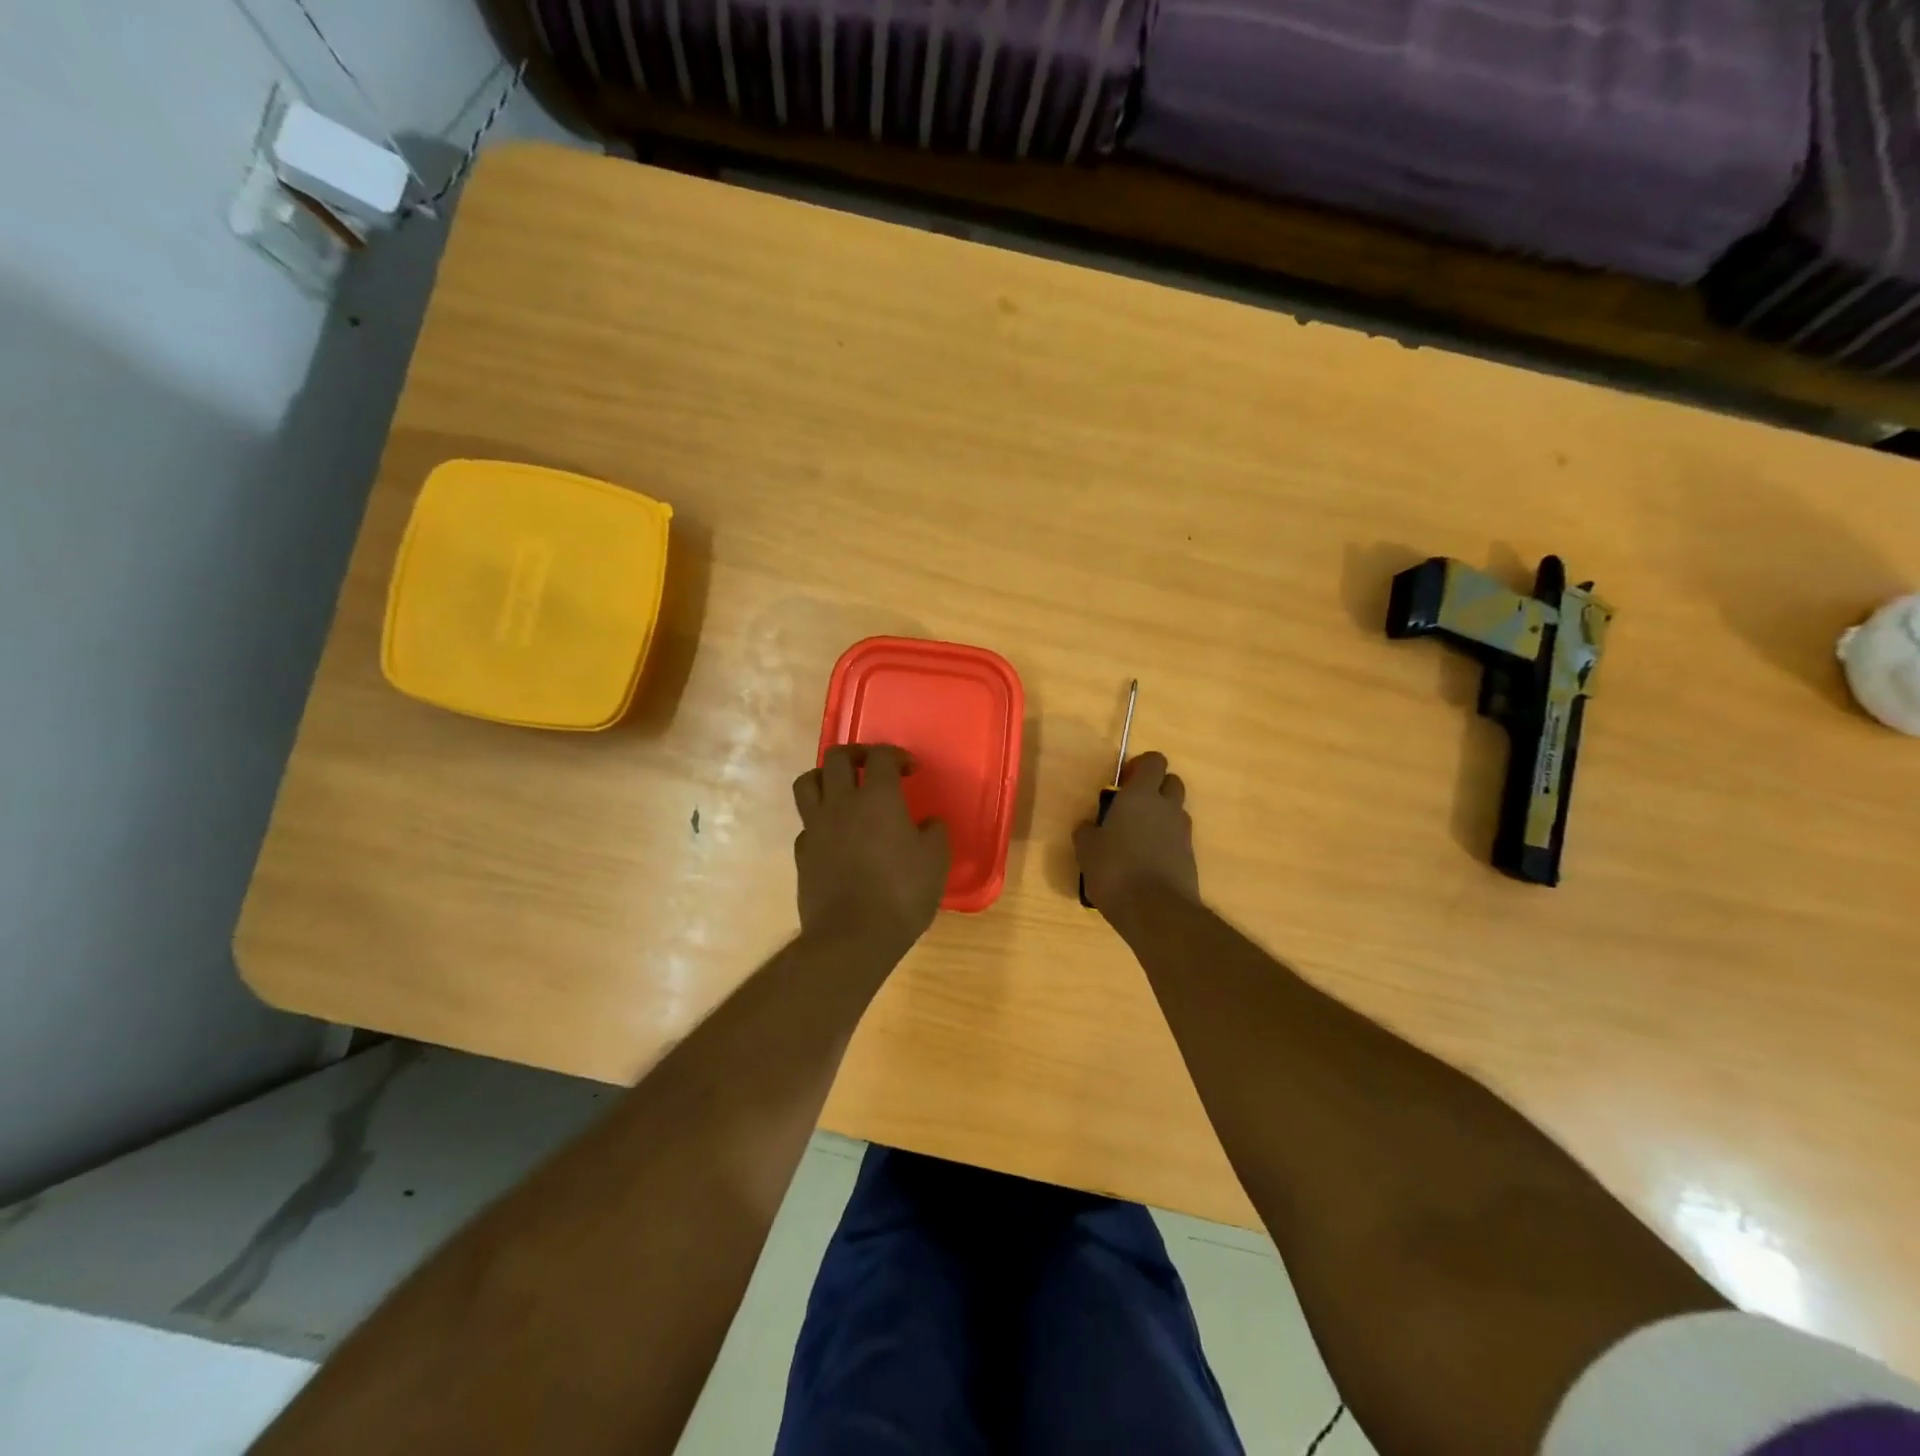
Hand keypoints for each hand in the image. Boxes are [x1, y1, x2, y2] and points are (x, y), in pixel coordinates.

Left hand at [792, 745, 949, 958]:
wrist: (852, 937)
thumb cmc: (901, 894)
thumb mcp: (935, 862)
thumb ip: (934, 833)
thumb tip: (929, 823)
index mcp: (878, 798)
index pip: (881, 756)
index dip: (896, 755)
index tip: (910, 770)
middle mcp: (841, 803)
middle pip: (836, 757)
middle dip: (856, 754)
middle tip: (872, 767)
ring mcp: (816, 827)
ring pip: (807, 782)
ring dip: (824, 777)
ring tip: (841, 790)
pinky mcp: (802, 853)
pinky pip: (806, 823)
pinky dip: (818, 820)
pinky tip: (834, 835)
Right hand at [1073, 751, 1199, 917]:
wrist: (1156, 911)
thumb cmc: (1115, 870)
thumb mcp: (1087, 849)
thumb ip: (1087, 831)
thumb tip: (1089, 826)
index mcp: (1141, 795)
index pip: (1154, 761)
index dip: (1141, 766)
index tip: (1123, 782)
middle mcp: (1167, 807)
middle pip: (1172, 782)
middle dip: (1155, 788)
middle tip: (1130, 807)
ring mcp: (1183, 832)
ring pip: (1176, 811)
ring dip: (1161, 816)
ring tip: (1136, 837)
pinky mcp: (1190, 857)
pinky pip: (1178, 838)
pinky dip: (1165, 842)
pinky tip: (1145, 861)